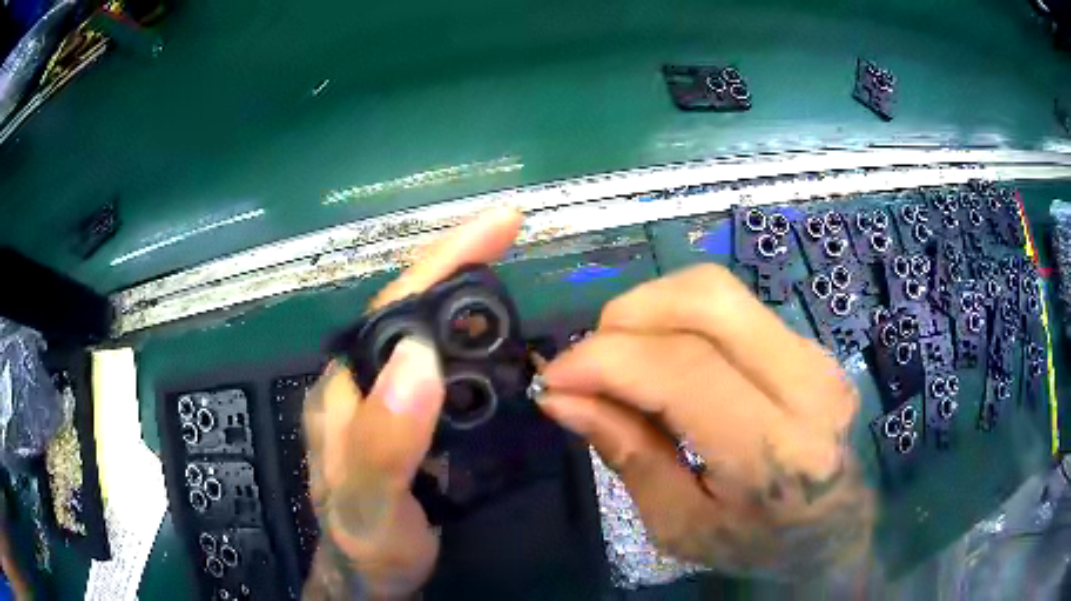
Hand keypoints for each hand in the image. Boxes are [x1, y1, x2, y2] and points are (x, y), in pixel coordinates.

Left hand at [302, 207, 523, 599]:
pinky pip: (453, 375)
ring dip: (477, 311)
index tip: (500, 223)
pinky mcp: (418, 420)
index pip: (395, 306)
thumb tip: (419, 356)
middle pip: (417, 311)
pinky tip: (509, 356)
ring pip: (437, 340)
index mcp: (349, 386)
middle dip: (466, 272)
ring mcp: (393, 400)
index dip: (445, 259)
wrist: (372, 575)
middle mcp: (367, 381)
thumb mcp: (370, 500)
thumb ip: (386, 439)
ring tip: (521, 292)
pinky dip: (483, 356)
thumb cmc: (366, 542)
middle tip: (517, 244)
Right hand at [536, 264, 874, 580]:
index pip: (684, 369)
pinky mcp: (812, 346)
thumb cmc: (757, 544)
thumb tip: (561, 397)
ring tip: (627, 358)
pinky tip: (669, 358)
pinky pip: (735, 305)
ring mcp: (817, 357)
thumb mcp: (680, 525)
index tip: (554, 376)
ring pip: (719, 290)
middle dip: (629, 314)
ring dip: (653, 309)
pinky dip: (683, 318)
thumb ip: (626, 454)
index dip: (605, 359)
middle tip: (593, 359)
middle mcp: (807, 386)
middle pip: (707, 300)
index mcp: (776, 452)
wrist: (835, 533)